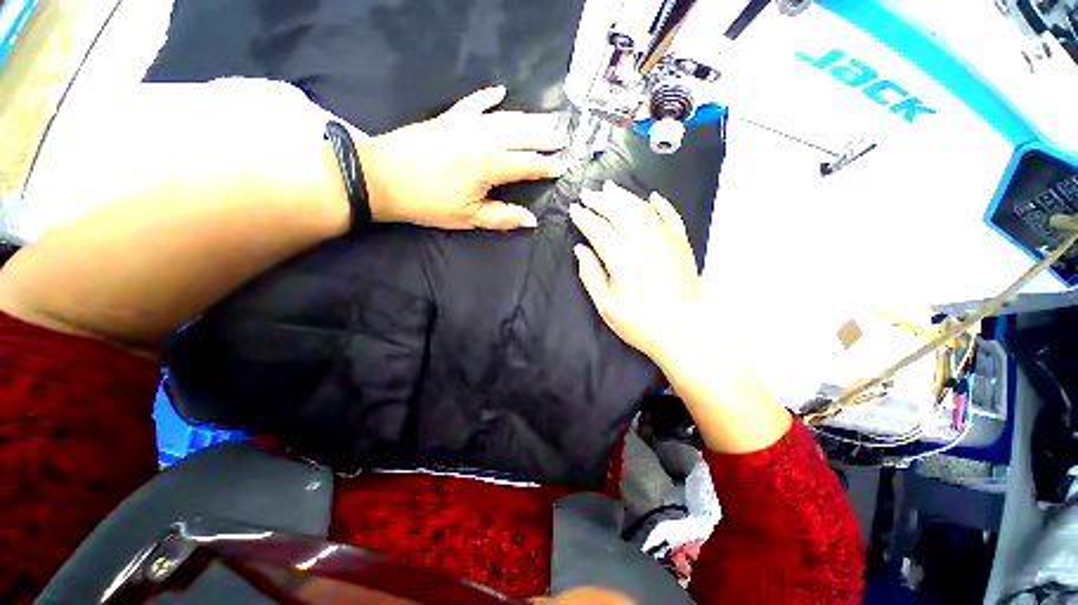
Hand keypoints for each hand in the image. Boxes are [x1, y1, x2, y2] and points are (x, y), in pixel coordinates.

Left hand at [356, 86, 567, 229]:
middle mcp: (484, 139)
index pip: (527, 164)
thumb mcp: (468, 217)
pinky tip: (500, 91)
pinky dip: (488, 97)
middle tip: (563, 137)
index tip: (563, 167)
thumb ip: (503, 217)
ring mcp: (466, 124)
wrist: (383, 177)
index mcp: (490, 165)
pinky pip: (474, 103)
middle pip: (522, 135)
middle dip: (545, 136)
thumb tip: (532, 220)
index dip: (547, 166)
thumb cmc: (429, 202)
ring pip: (505, 118)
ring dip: (528, 118)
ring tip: (547, 118)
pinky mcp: (449, 118)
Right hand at [570, 181, 700, 364]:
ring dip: (625, 196)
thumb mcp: (606, 305)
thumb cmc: (639, 323)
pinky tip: (652, 197)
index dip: (584, 217)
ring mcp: (666, 241)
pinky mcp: (681, 244)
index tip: (573, 210)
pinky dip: (661, 204)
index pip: (598, 229)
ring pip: (642, 209)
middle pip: (619, 212)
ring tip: (610, 188)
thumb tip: (581, 250)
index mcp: (622, 258)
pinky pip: (671, 216)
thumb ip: (591, 274)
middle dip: (600, 200)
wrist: (682, 331)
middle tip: (587, 193)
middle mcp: (644, 242)